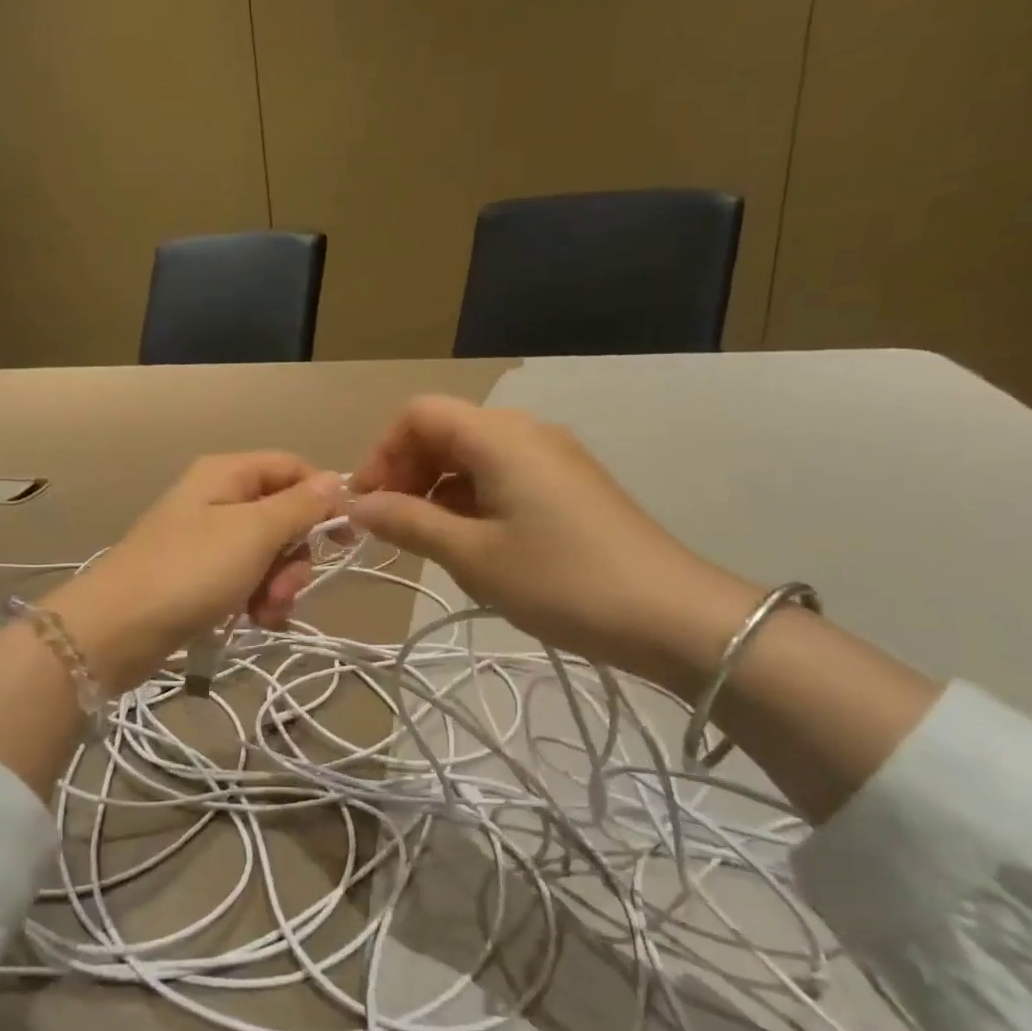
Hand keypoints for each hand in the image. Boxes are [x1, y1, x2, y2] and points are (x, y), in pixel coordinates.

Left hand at [45, 453, 344, 691]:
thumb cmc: (190, 571)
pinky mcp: (199, 576)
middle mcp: (217, 498)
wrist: (116, 630)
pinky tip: (254, 622)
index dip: (323, 498)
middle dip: (296, 556)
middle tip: (287, 588)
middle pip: (283, 516)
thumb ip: (300, 506)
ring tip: (265, 613)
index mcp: (227, 474)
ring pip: (267, 553)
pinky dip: (257, 600)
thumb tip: (336, 480)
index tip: (345, 538)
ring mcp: (206, 539)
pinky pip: (245, 579)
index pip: (293, 468)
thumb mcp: (254, 533)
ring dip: (278, 585)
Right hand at [350, 396, 760, 681]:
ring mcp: (553, 458)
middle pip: (445, 430)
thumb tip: (358, 505)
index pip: (419, 414)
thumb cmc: (562, 581)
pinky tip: (471, 544)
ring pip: (473, 455)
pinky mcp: (570, 485)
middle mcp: (526, 432)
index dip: (382, 452)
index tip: (367, 504)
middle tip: (390, 527)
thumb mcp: (473, 556)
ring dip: (437, 488)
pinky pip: (503, 475)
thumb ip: (408, 523)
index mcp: (500, 435)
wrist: (673, 616)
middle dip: (407, 471)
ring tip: (427, 542)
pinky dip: (471, 499)